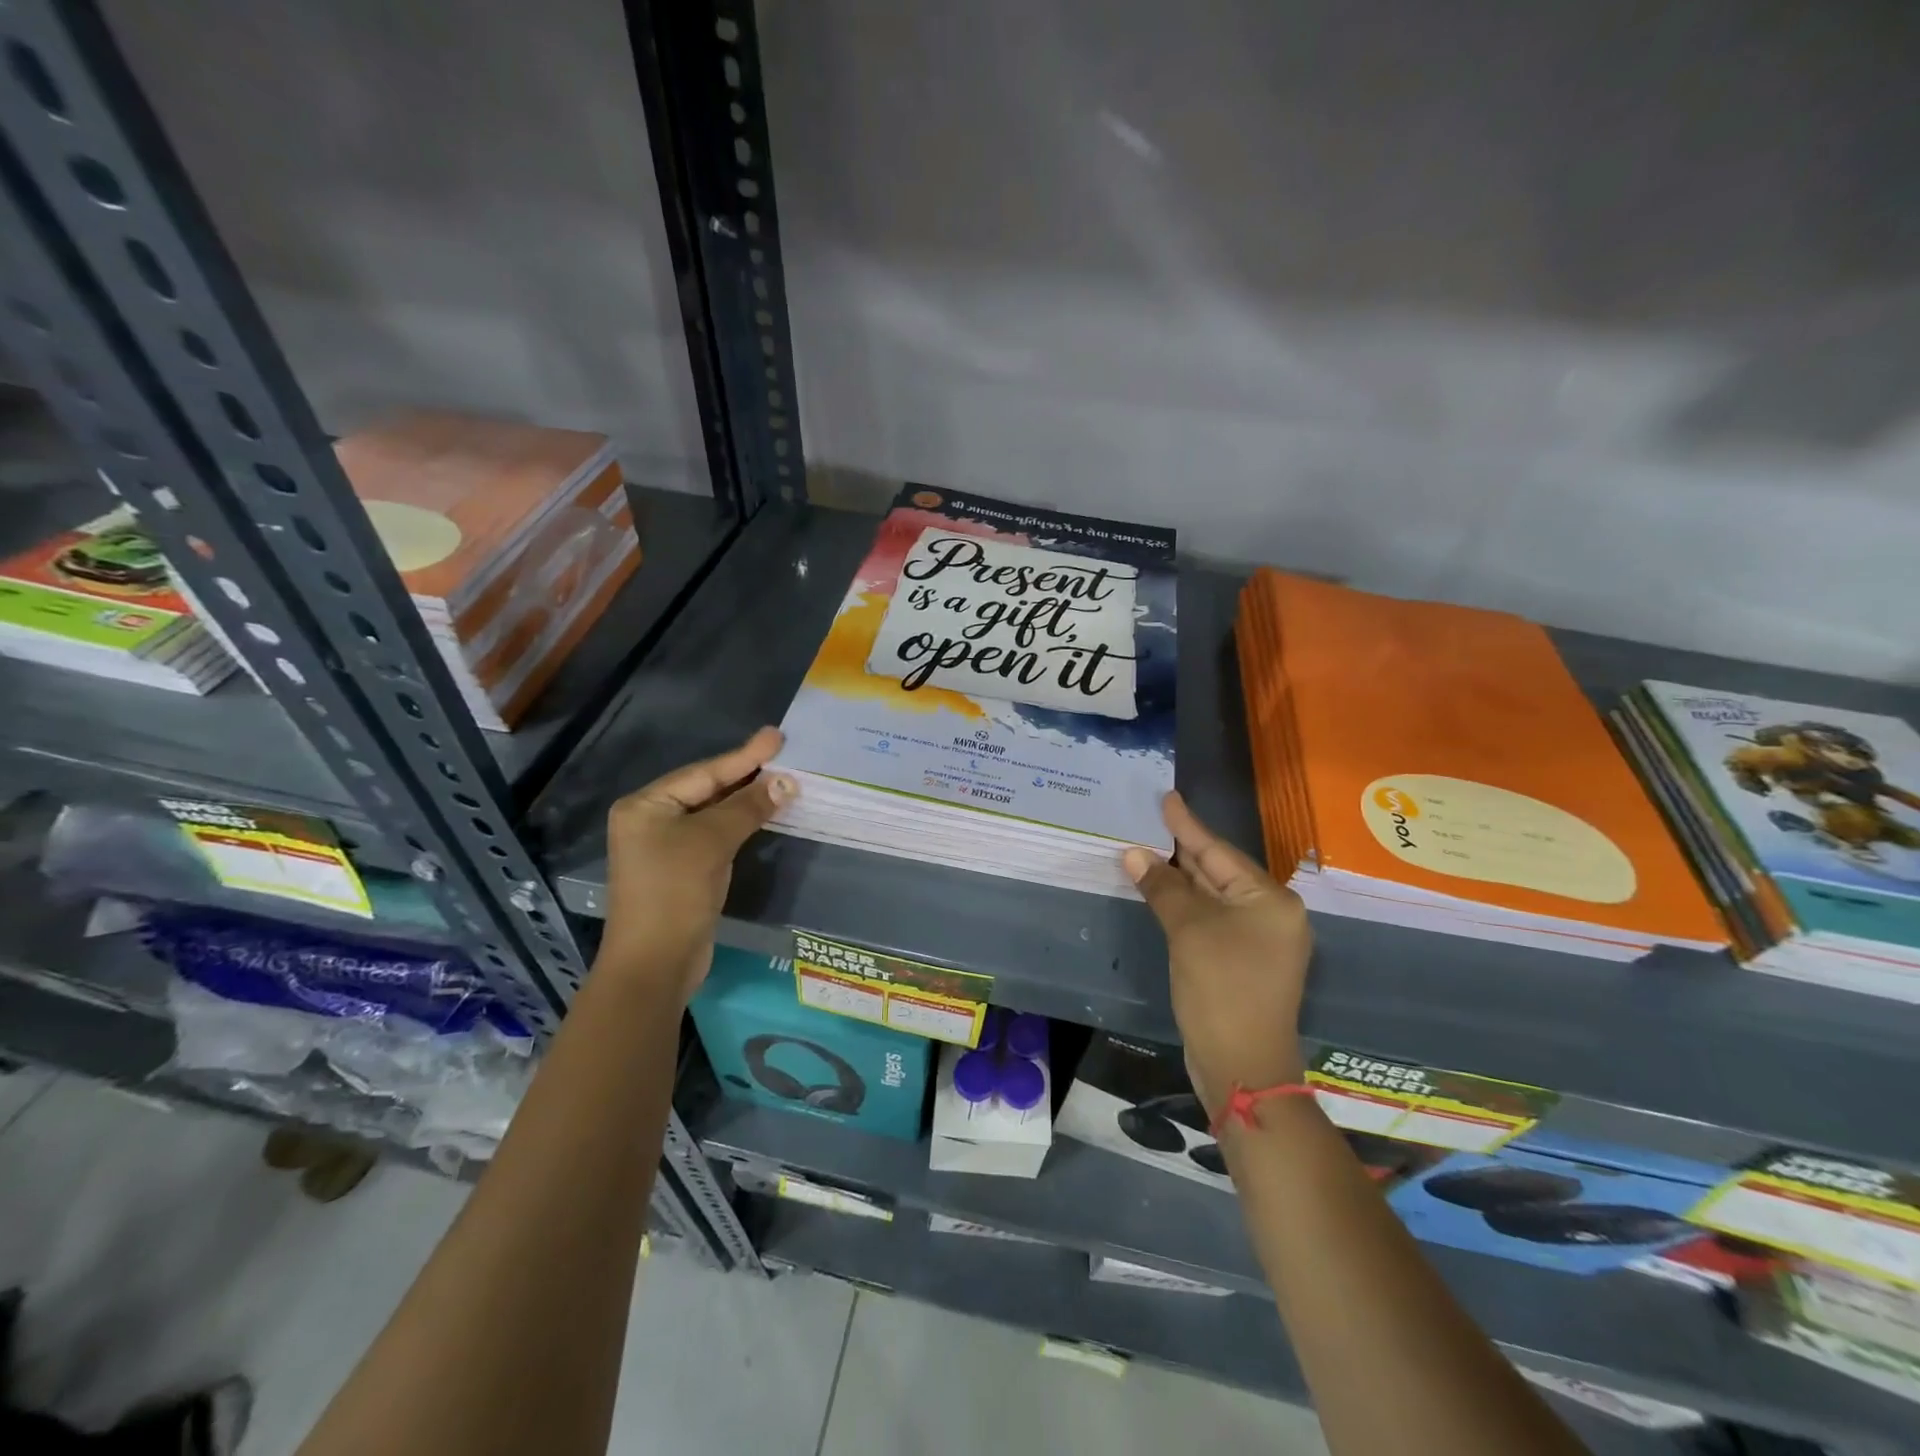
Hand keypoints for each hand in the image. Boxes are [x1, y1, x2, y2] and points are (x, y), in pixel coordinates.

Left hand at [598, 727, 794, 1001]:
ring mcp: (666, 846)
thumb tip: (786, 782)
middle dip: (746, 774)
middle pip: (707, 789)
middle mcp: (652, 820)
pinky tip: (765, 813)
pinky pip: (716, 834)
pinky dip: (741, 823)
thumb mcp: (711, 842)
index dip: (744, 755)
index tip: (777, 736)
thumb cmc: (674, 893)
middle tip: (784, 753)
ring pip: (714, 812)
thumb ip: (748, 807)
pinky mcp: (683, 869)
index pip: (704, 773)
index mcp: (646, 805)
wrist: (655, 963)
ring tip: (782, 778)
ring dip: (747, 799)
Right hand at [1124, 792, 1311, 1116]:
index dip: (1187, 825)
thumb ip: (1163, 888)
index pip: (1219, 852)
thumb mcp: (1189, 931)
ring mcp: (1258, 940)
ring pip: (1212, 896)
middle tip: (1149, 820)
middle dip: (1182, 850)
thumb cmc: (1222, 989)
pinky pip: (1210, 919)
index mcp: (1270, 900)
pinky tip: (1161, 891)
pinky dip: (1185, 904)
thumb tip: (1134, 854)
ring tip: (1147, 848)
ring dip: (1179, 878)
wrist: (1243, 1067)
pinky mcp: (1242, 961)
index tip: (1167, 797)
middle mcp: (1271, 914)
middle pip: (1218, 871)